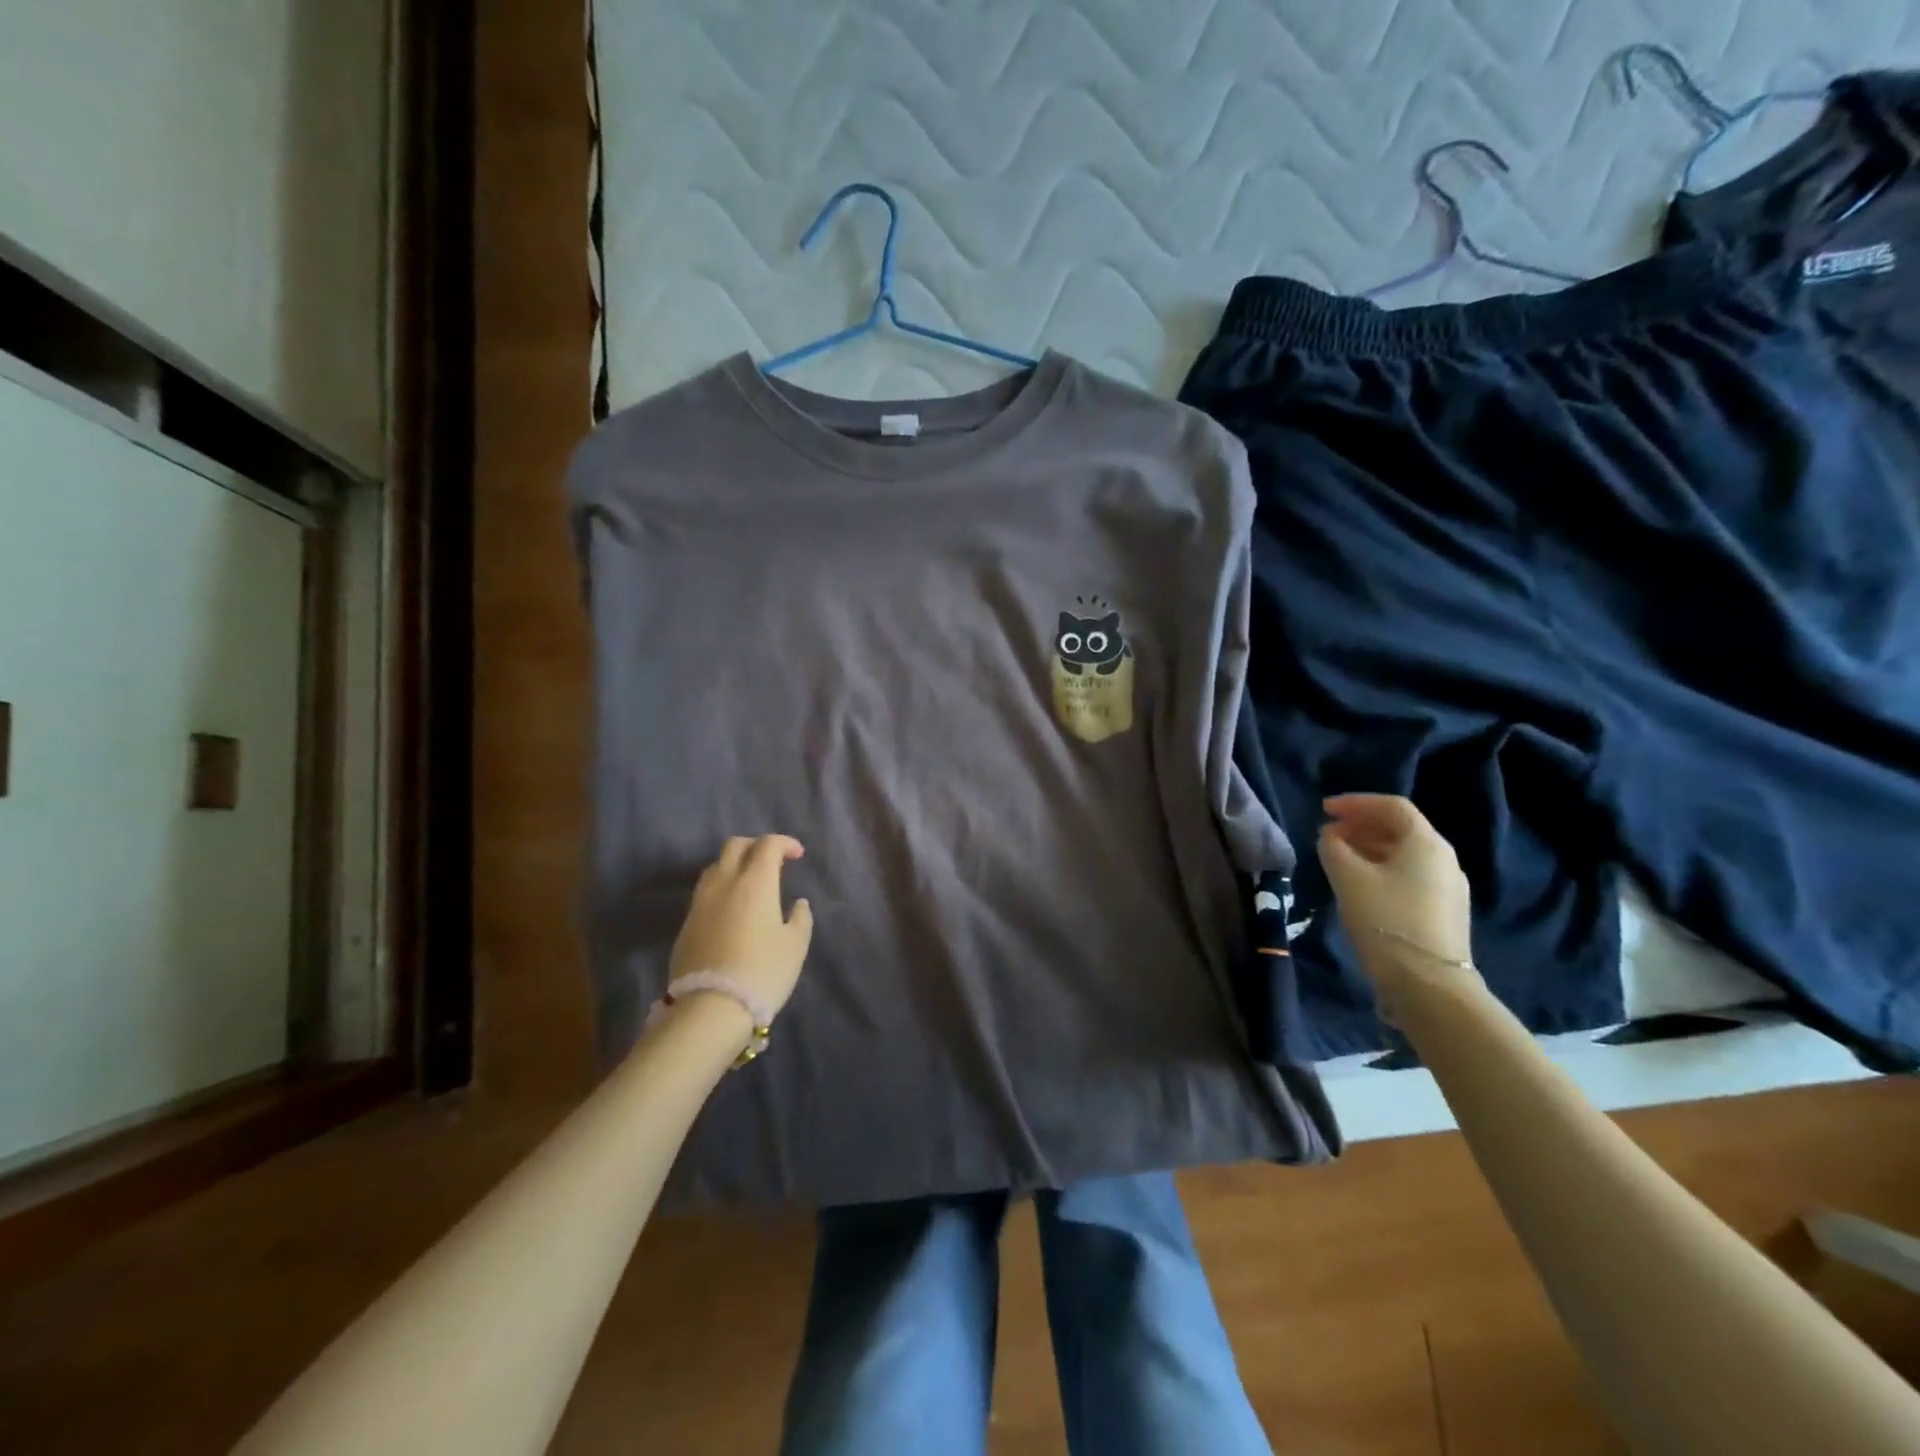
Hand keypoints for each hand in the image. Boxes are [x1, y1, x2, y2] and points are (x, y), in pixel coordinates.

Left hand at [669, 836, 814, 1017]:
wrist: (711, 1008)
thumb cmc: (763, 971)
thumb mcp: (795, 945)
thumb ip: (800, 918)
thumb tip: (797, 904)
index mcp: (755, 882)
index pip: (767, 844)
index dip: (785, 843)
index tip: (798, 855)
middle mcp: (724, 883)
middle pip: (735, 846)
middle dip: (755, 845)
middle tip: (772, 860)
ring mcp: (700, 903)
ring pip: (715, 867)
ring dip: (734, 865)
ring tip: (750, 883)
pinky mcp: (686, 924)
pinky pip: (705, 892)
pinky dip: (721, 889)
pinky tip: (732, 909)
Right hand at [1317, 795, 1478, 1014]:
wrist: (1428, 984)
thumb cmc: (1385, 919)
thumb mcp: (1348, 877)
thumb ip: (1334, 847)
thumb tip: (1331, 836)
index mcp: (1426, 843)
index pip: (1391, 806)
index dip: (1355, 802)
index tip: (1324, 809)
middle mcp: (1444, 859)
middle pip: (1400, 829)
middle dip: (1361, 825)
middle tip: (1328, 834)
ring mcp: (1448, 888)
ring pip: (1404, 854)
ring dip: (1369, 848)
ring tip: (1338, 858)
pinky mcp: (1444, 912)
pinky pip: (1409, 876)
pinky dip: (1382, 869)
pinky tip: (1360, 885)